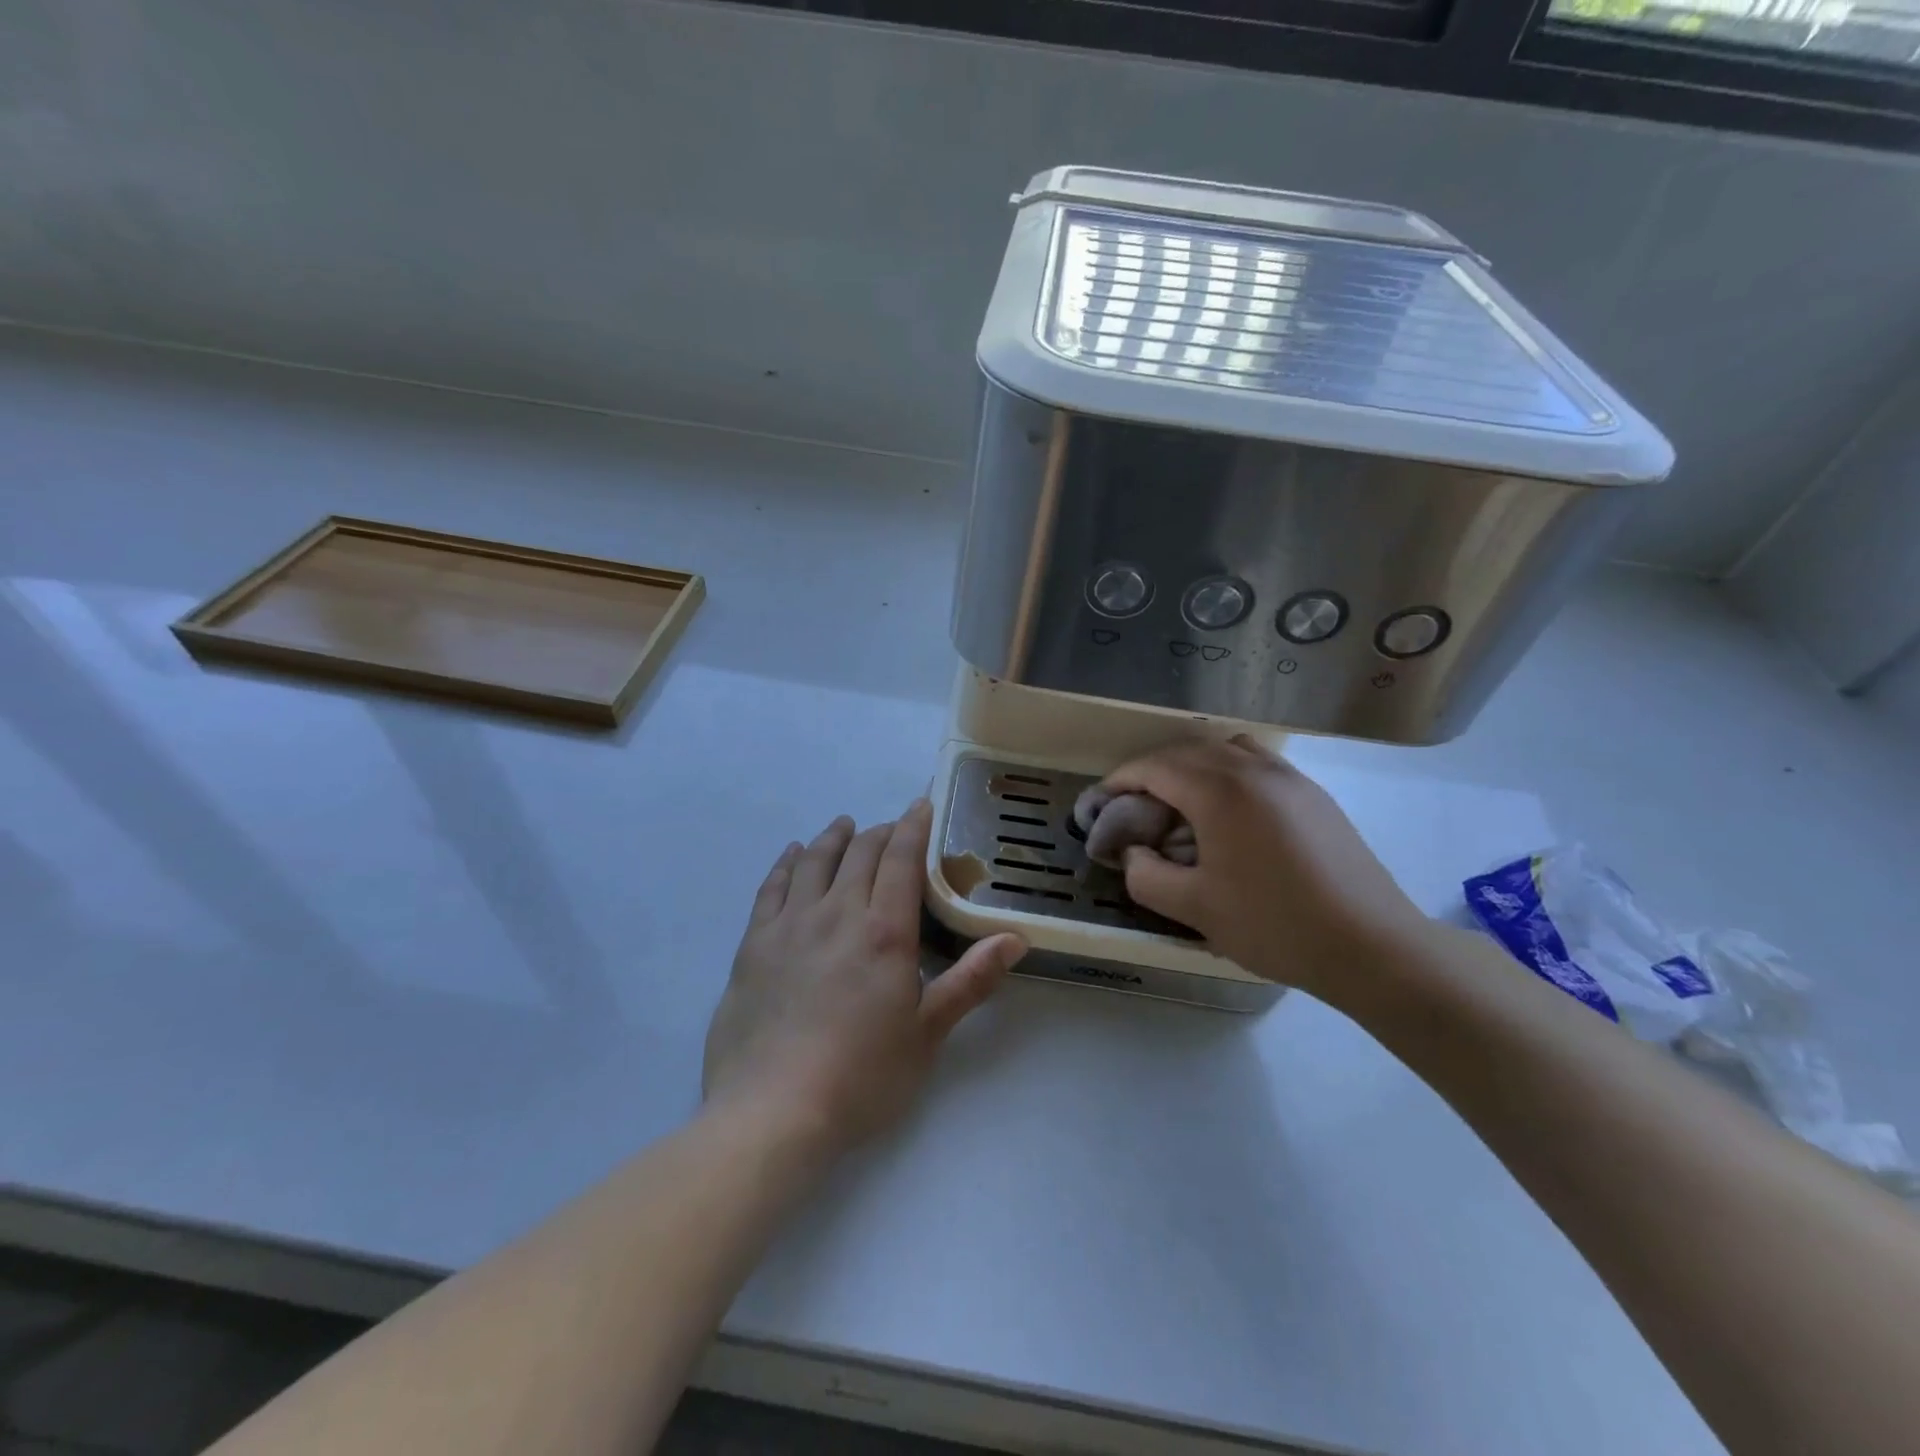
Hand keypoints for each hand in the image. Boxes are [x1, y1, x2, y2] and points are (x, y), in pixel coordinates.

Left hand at [703, 801, 1026, 1157]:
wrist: (772, 1111)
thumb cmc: (861, 1077)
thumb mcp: (927, 1034)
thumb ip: (971, 980)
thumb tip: (1017, 938)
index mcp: (884, 931)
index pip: (902, 859)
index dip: (913, 826)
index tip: (921, 804)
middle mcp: (837, 913)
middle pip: (860, 853)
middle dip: (881, 832)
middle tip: (892, 828)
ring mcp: (790, 925)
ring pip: (815, 861)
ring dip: (834, 838)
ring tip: (845, 826)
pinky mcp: (753, 944)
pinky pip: (772, 887)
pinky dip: (787, 863)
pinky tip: (793, 854)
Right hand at [1102, 738, 1431, 1004]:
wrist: (1371, 945)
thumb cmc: (1275, 924)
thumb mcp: (1195, 908)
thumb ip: (1146, 875)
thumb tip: (1132, 853)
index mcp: (1220, 791)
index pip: (1155, 767)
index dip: (1121, 780)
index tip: (1102, 803)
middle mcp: (1254, 769)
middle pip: (1188, 751)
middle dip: (1153, 772)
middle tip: (1135, 808)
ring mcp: (1290, 778)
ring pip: (1226, 750)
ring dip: (1193, 767)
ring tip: (1182, 806)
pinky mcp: (1314, 795)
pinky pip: (1258, 764)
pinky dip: (1229, 774)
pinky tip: (1230, 816)